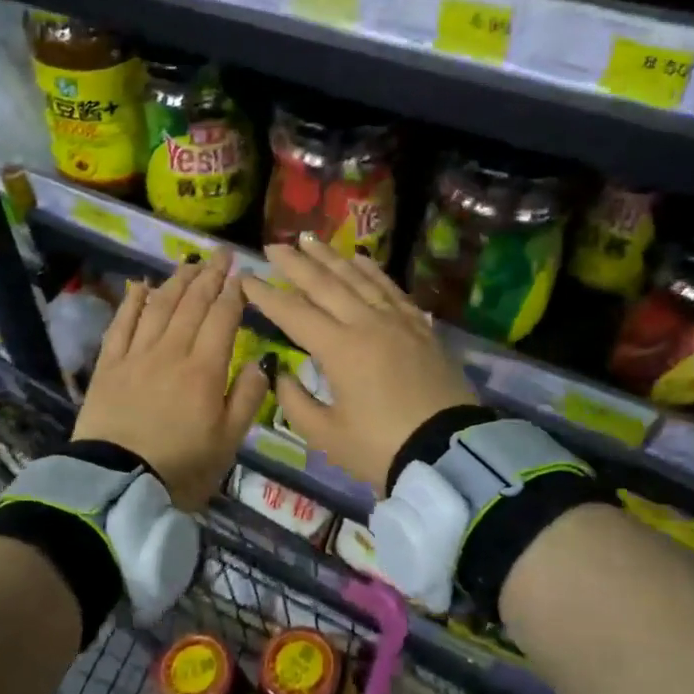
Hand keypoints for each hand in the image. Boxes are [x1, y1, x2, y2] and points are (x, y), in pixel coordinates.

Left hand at [75, 250, 271, 511]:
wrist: (118, 485)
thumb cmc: (182, 469)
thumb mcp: (229, 442)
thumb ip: (248, 398)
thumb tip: (261, 362)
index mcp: (205, 370)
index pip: (223, 318)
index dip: (233, 293)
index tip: (242, 273)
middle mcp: (171, 352)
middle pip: (192, 304)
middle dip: (209, 275)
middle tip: (221, 254)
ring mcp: (136, 355)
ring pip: (159, 307)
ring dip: (176, 281)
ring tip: (189, 263)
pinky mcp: (109, 365)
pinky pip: (121, 324)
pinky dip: (132, 302)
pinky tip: (140, 286)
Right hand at [242, 236, 477, 492]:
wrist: (449, 453)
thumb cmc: (380, 448)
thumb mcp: (325, 435)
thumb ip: (294, 400)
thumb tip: (280, 372)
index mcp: (339, 348)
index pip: (293, 312)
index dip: (265, 295)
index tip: (244, 278)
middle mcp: (366, 323)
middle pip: (325, 284)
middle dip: (295, 263)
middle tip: (273, 245)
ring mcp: (397, 321)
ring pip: (359, 278)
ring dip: (331, 257)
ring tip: (310, 239)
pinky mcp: (420, 328)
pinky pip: (391, 289)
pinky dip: (372, 271)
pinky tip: (361, 260)